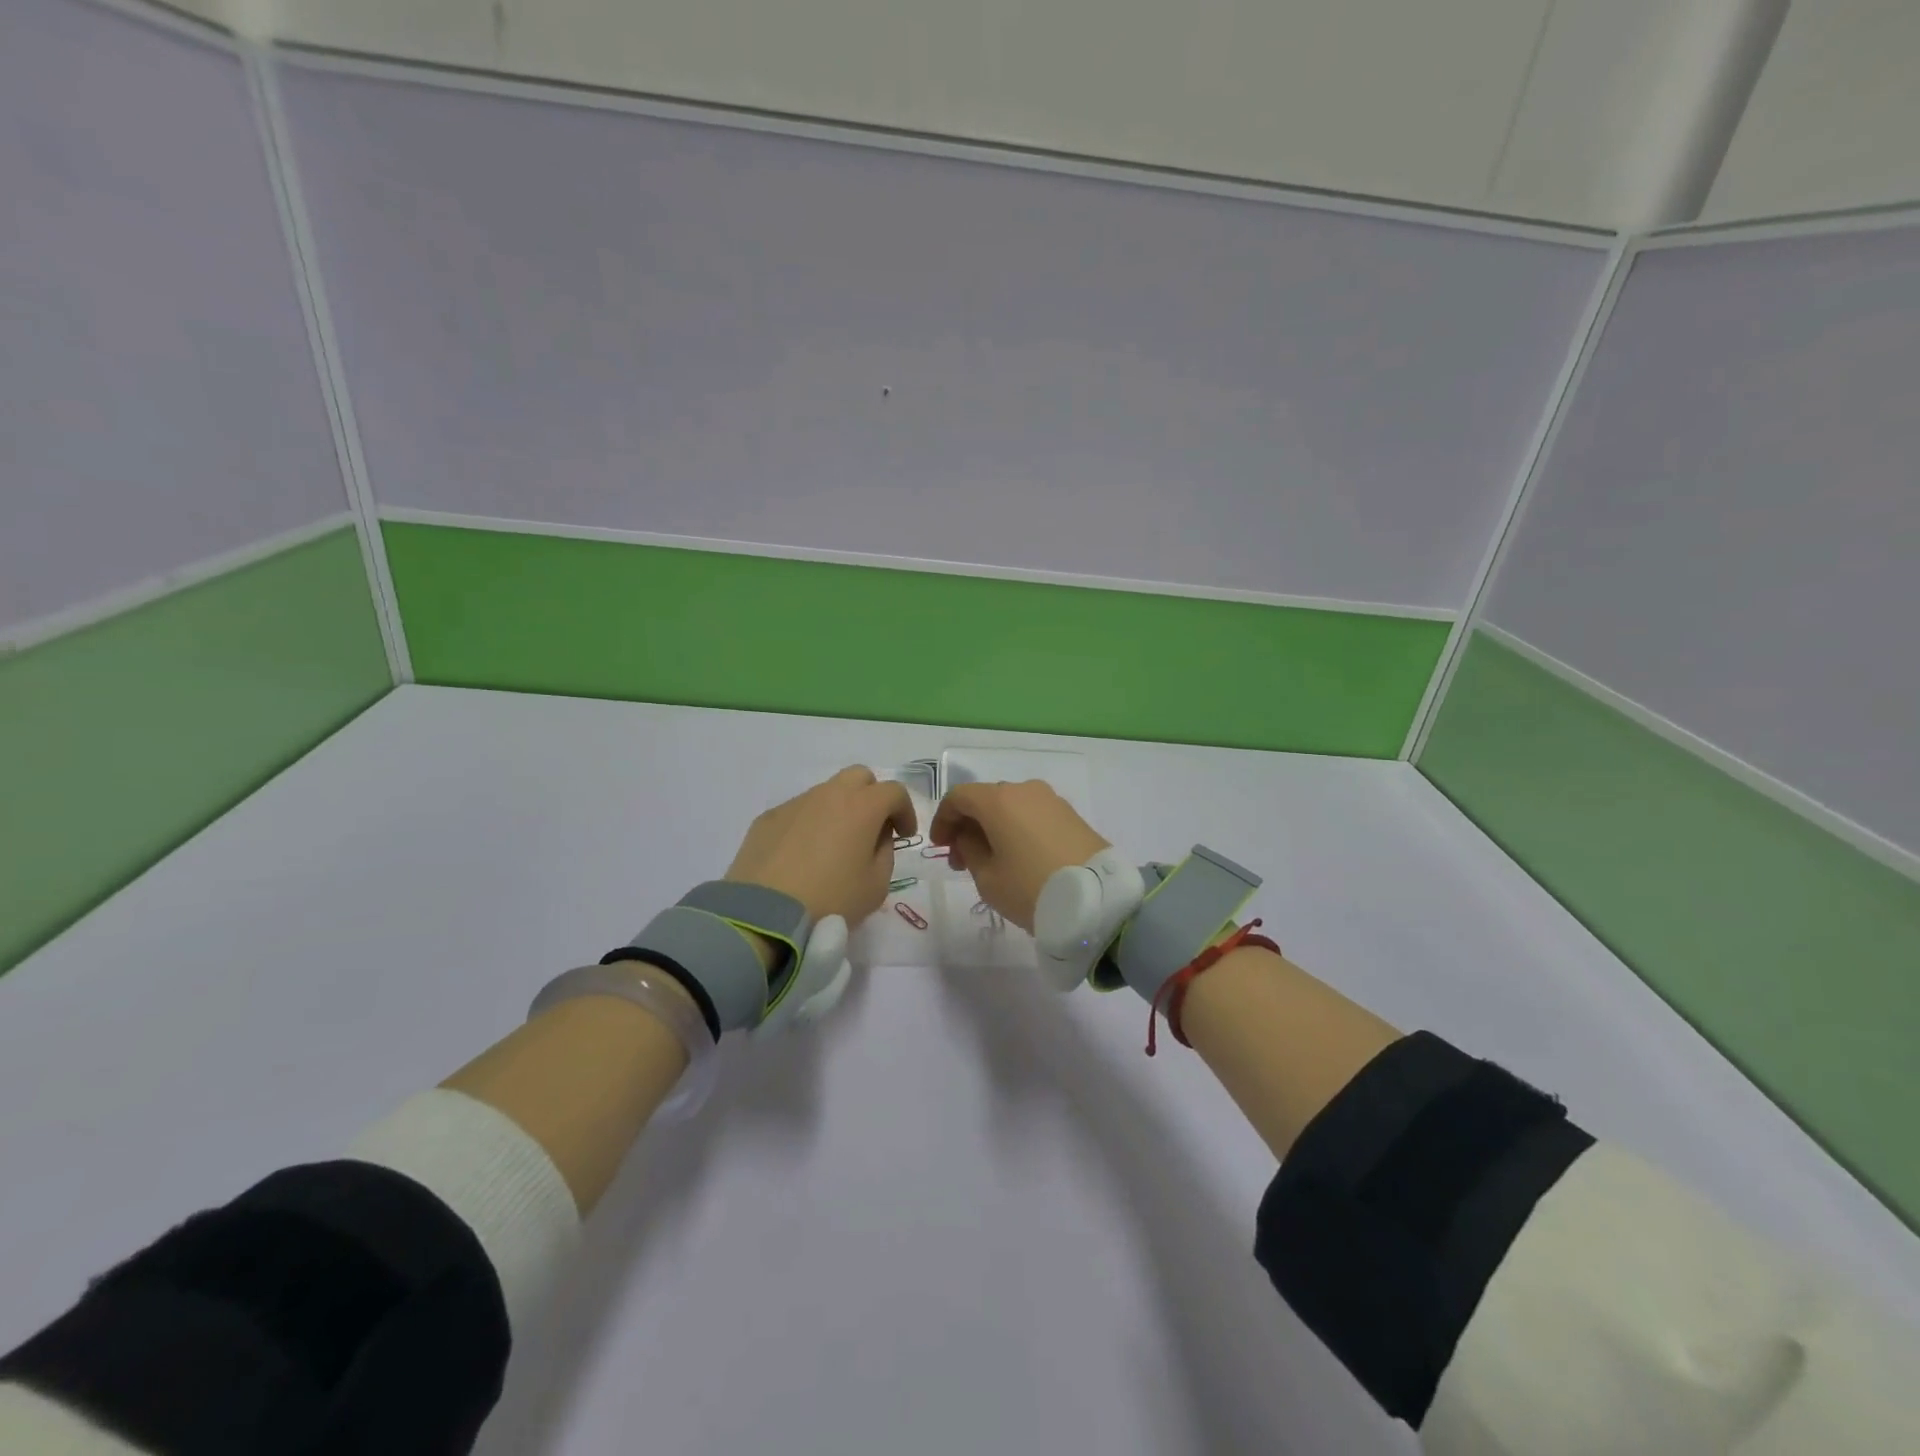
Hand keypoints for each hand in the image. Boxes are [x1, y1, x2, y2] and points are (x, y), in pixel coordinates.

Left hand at [726, 767, 914, 926]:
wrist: (765, 914)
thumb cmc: (831, 899)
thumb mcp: (876, 886)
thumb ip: (885, 853)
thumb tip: (876, 837)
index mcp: (862, 807)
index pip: (894, 791)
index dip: (905, 811)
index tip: (904, 835)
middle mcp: (829, 794)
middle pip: (859, 777)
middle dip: (872, 796)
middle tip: (871, 828)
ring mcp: (796, 803)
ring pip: (826, 792)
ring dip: (839, 810)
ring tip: (834, 846)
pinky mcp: (769, 817)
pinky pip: (799, 811)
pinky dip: (809, 824)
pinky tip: (802, 855)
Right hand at [929, 781, 1109, 931]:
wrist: (1097, 899)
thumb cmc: (1031, 888)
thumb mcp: (987, 878)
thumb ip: (970, 850)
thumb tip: (971, 836)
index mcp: (998, 800)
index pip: (958, 797)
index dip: (943, 819)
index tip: (939, 846)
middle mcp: (1024, 789)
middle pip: (985, 799)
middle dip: (968, 825)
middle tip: (961, 860)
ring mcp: (1051, 800)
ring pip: (1011, 806)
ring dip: (994, 827)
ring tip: (992, 862)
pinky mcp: (1071, 815)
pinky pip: (1033, 815)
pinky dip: (1017, 829)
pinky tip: (1019, 857)